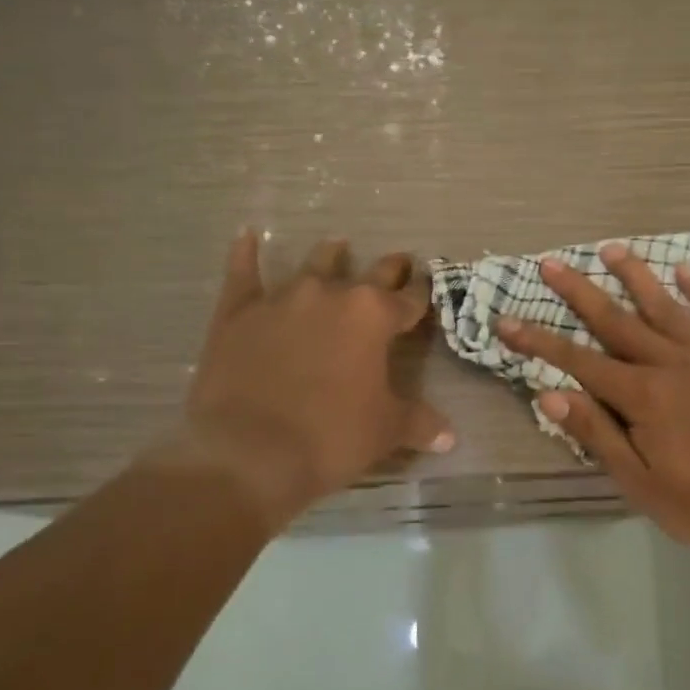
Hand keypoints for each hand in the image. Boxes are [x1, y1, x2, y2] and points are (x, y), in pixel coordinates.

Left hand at [143, 231, 453, 522]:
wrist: (249, 452)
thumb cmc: (331, 437)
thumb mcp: (386, 432)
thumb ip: (420, 424)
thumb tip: (450, 438)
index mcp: (374, 316)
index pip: (410, 298)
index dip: (422, 292)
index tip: (428, 284)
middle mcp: (332, 295)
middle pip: (370, 273)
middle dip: (389, 268)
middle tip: (399, 262)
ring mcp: (283, 298)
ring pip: (315, 265)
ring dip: (330, 256)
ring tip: (338, 247)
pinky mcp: (239, 312)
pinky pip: (243, 274)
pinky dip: (245, 255)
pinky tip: (247, 236)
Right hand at [497, 242, 689, 561]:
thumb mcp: (639, 482)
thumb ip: (596, 434)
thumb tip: (549, 396)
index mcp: (642, 396)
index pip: (578, 362)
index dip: (539, 342)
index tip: (507, 320)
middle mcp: (671, 363)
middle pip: (616, 321)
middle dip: (579, 292)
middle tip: (551, 262)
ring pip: (665, 306)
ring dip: (636, 276)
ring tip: (611, 248)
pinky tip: (686, 269)